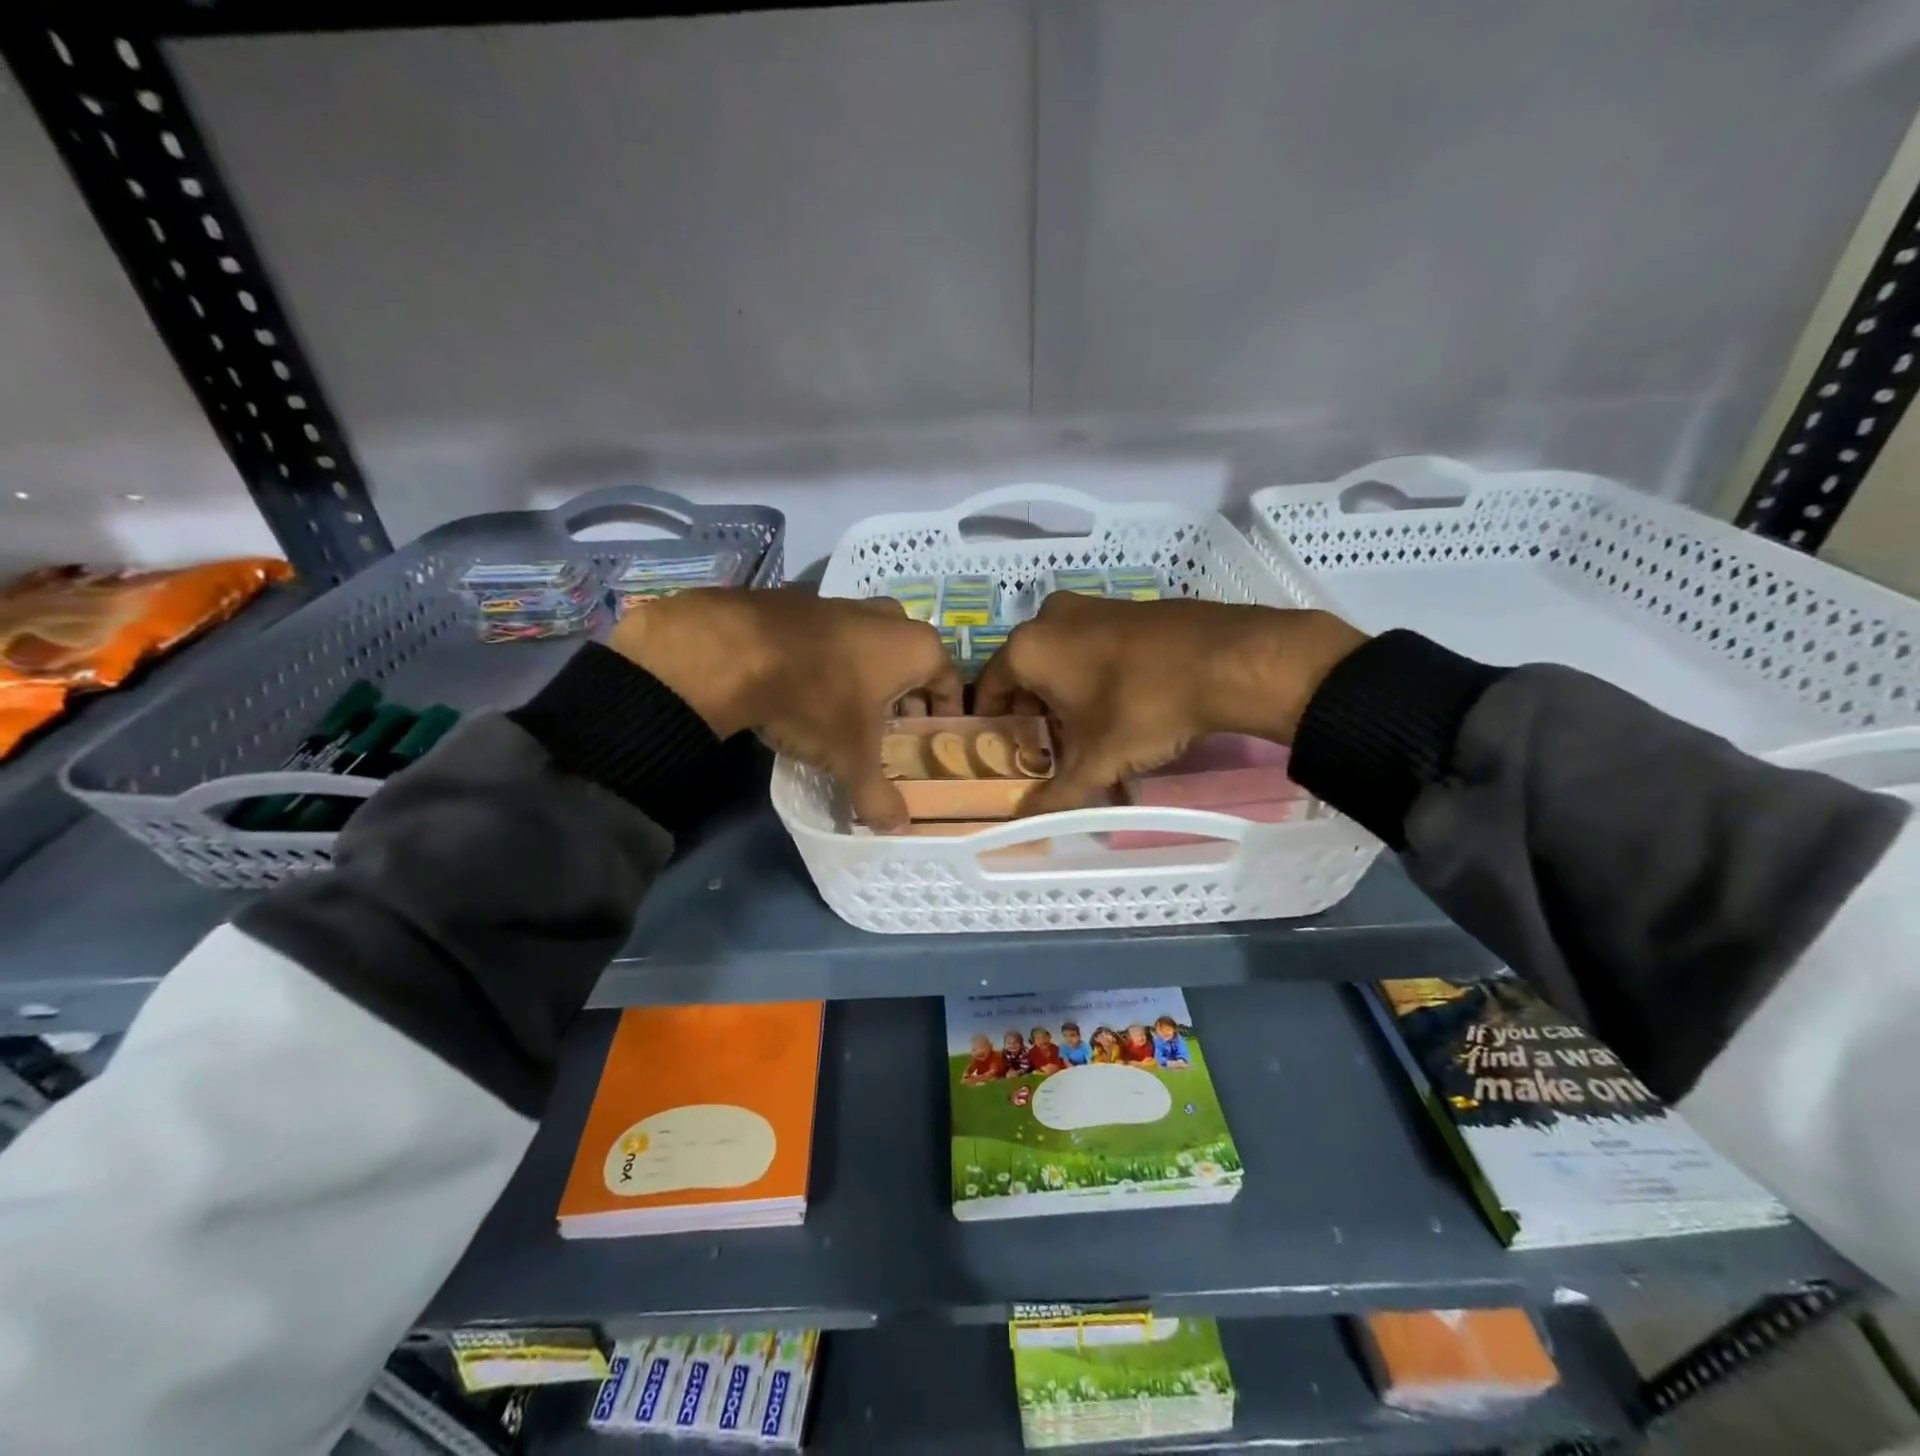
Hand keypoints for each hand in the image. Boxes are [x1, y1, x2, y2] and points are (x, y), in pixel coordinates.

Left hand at [608, 588, 961, 829]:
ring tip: (854, 715)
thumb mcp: (851, 758)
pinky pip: (834, 639)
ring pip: (872, 646)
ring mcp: (845, 604)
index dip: (945, 713)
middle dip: (906, 696)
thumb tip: (898, 829)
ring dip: (870, 677)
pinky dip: (834, 663)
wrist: (736, 651)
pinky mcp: (805, 603)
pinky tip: (813, 691)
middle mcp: (889, 618)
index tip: (936, 737)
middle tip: (895, 732)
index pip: (948, 681)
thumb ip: (878, 795)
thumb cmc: (818, 700)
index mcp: (916, 647)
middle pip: (911, 662)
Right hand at [973, 594, 1366, 814]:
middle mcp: (1050, 617)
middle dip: (1032, 712)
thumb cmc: (1142, 707)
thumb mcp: (1096, 761)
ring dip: (1063, 694)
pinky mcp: (1126, 606)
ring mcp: (1091, 606)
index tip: (1003, 750)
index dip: (992, 723)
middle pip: (1025, 673)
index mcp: (1028, 648)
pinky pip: (1092, 644)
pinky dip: (1092, 673)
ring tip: (1084, 733)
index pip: (989, 688)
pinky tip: (1118, 704)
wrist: (1226, 659)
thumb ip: (1056, 794)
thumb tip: (1025, 824)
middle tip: (1045, 749)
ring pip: (1060, 657)